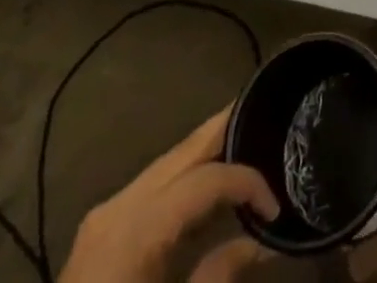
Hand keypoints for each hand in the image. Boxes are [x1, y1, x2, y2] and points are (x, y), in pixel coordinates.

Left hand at [59, 110, 279, 282]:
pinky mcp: (100, 234)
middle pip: (183, 153)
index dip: (247, 182)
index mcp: (136, 230)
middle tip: (266, 111)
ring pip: (168, 164)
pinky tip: (208, 184)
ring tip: (247, 141)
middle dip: (226, 130)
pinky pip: (153, 187)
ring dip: (207, 152)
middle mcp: (118, 208)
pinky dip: (186, 177)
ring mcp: (104, 218)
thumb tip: (263, 241)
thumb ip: (219, 276)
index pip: (205, 180)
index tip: (276, 207)